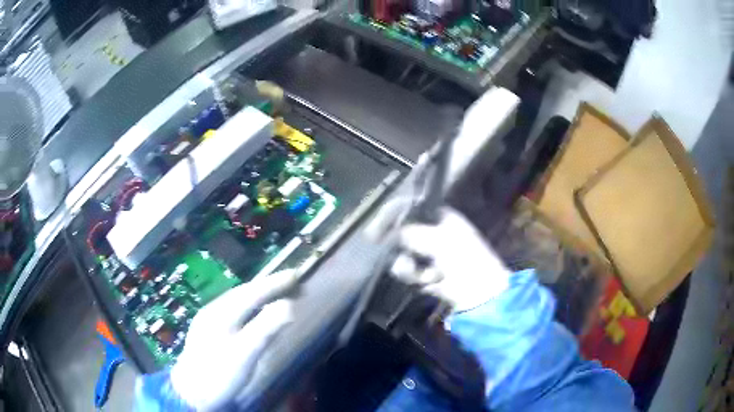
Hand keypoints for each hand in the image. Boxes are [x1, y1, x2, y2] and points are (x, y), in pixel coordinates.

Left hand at [170, 269, 296, 410]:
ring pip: (235, 300)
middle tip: (289, 282)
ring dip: (255, 294)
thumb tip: (289, 305)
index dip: (274, 283)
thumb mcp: (245, 354)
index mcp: (221, 313)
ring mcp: (207, 320)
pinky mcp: (206, 331)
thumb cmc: (219, 374)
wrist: (191, 393)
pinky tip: (250, 312)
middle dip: (266, 285)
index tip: (295, 275)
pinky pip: (231, 310)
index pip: (252, 292)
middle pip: (242, 292)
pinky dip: (246, 305)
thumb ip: (265, 329)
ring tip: (273, 292)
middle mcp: (213, 310)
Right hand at [367, 202, 509, 312]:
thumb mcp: (440, 242)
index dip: (394, 215)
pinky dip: (416, 277)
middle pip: (403, 232)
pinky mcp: (427, 273)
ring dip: (410, 266)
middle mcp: (434, 232)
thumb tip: (391, 232)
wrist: (480, 293)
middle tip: (384, 246)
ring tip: (424, 274)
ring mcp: (430, 254)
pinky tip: (430, 282)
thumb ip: (412, 233)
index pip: (412, 208)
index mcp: (442, 217)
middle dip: (398, 244)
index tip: (377, 227)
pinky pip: (409, 271)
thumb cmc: (465, 260)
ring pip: (403, 253)